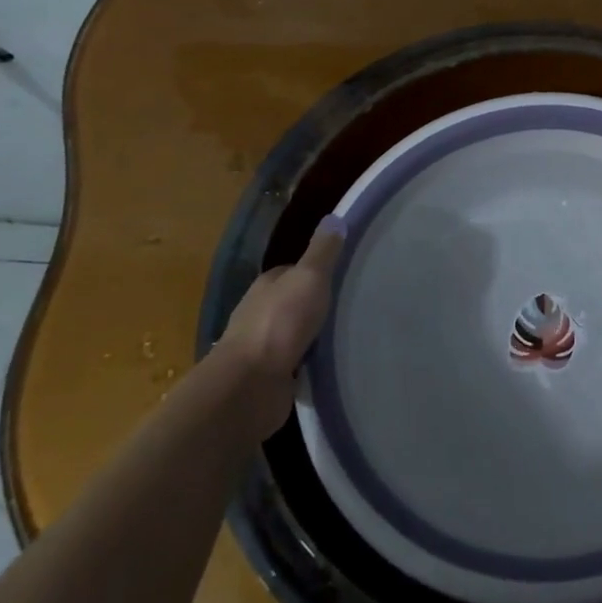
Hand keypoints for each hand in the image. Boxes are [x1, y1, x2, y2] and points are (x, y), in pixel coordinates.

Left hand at [217, 217, 342, 432]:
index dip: (316, 270)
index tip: (343, 274)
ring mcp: (262, 347)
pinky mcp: (268, 377)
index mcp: (267, 286)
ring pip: (294, 333)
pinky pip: (295, 363)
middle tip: (351, 304)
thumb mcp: (309, 277)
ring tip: (347, 333)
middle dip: (316, 303)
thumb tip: (335, 217)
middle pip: (293, 301)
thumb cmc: (280, 323)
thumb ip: (323, 251)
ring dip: (314, 335)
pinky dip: (310, 362)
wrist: (250, 385)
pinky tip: (331, 363)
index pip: (293, 271)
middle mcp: (260, 313)